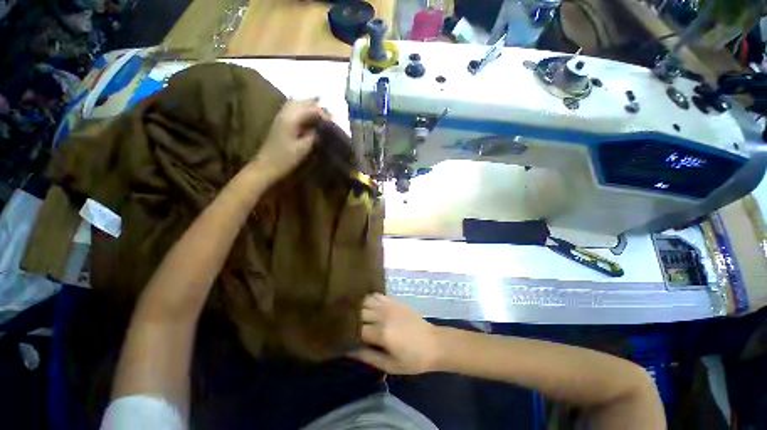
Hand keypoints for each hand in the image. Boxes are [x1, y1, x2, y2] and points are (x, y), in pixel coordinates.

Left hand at [252, 99, 329, 181]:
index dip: (324, 114)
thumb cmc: (286, 159)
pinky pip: (292, 109)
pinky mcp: (279, 123)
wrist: (266, 167)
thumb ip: (314, 135)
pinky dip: (302, 110)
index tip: (334, 122)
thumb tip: (323, 127)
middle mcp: (285, 114)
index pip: (312, 109)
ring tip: (320, 114)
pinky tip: (308, 118)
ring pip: (296, 103)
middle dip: (317, 106)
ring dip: (309, 106)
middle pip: (303, 102)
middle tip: (329, 115)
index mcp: (292, 119)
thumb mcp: (303, 148)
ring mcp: (281, 117)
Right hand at [350, 293, 441, 374]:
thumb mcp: (391, 365)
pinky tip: (368, 306)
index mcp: (382, 333)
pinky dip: (369, 299)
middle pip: (359, 312)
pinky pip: (377, 295)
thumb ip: (369, 357)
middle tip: (349, 326)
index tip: (345, 338)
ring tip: (356, 316)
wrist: (434, 343)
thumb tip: (350, 351)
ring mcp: (389, 306)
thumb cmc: (413, 359)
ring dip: (359, 308)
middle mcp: (383, 315)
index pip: (358, 329)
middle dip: (353, 320)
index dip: (350, 334)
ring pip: (366, 301)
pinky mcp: (395, 301)